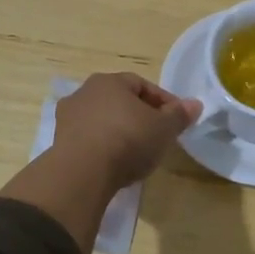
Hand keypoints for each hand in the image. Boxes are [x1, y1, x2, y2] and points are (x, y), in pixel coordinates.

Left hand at [52, 72, 201, 192]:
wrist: (82, 172)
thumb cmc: (128, 140)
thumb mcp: (164, 128)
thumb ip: (179, 115)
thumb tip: (195, 104)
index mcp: (110, 81)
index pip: (142, 85)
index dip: (163, 101)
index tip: (177, 120)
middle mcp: (84, 92)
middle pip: (120, 101)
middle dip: (140, 115)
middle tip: (158, 135)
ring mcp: (68, 117)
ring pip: (103, 119)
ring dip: (120, 131)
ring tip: (137, 152)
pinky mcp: (59, 142)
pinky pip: (90, 139)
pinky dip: (104, 146)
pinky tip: (115, 163)